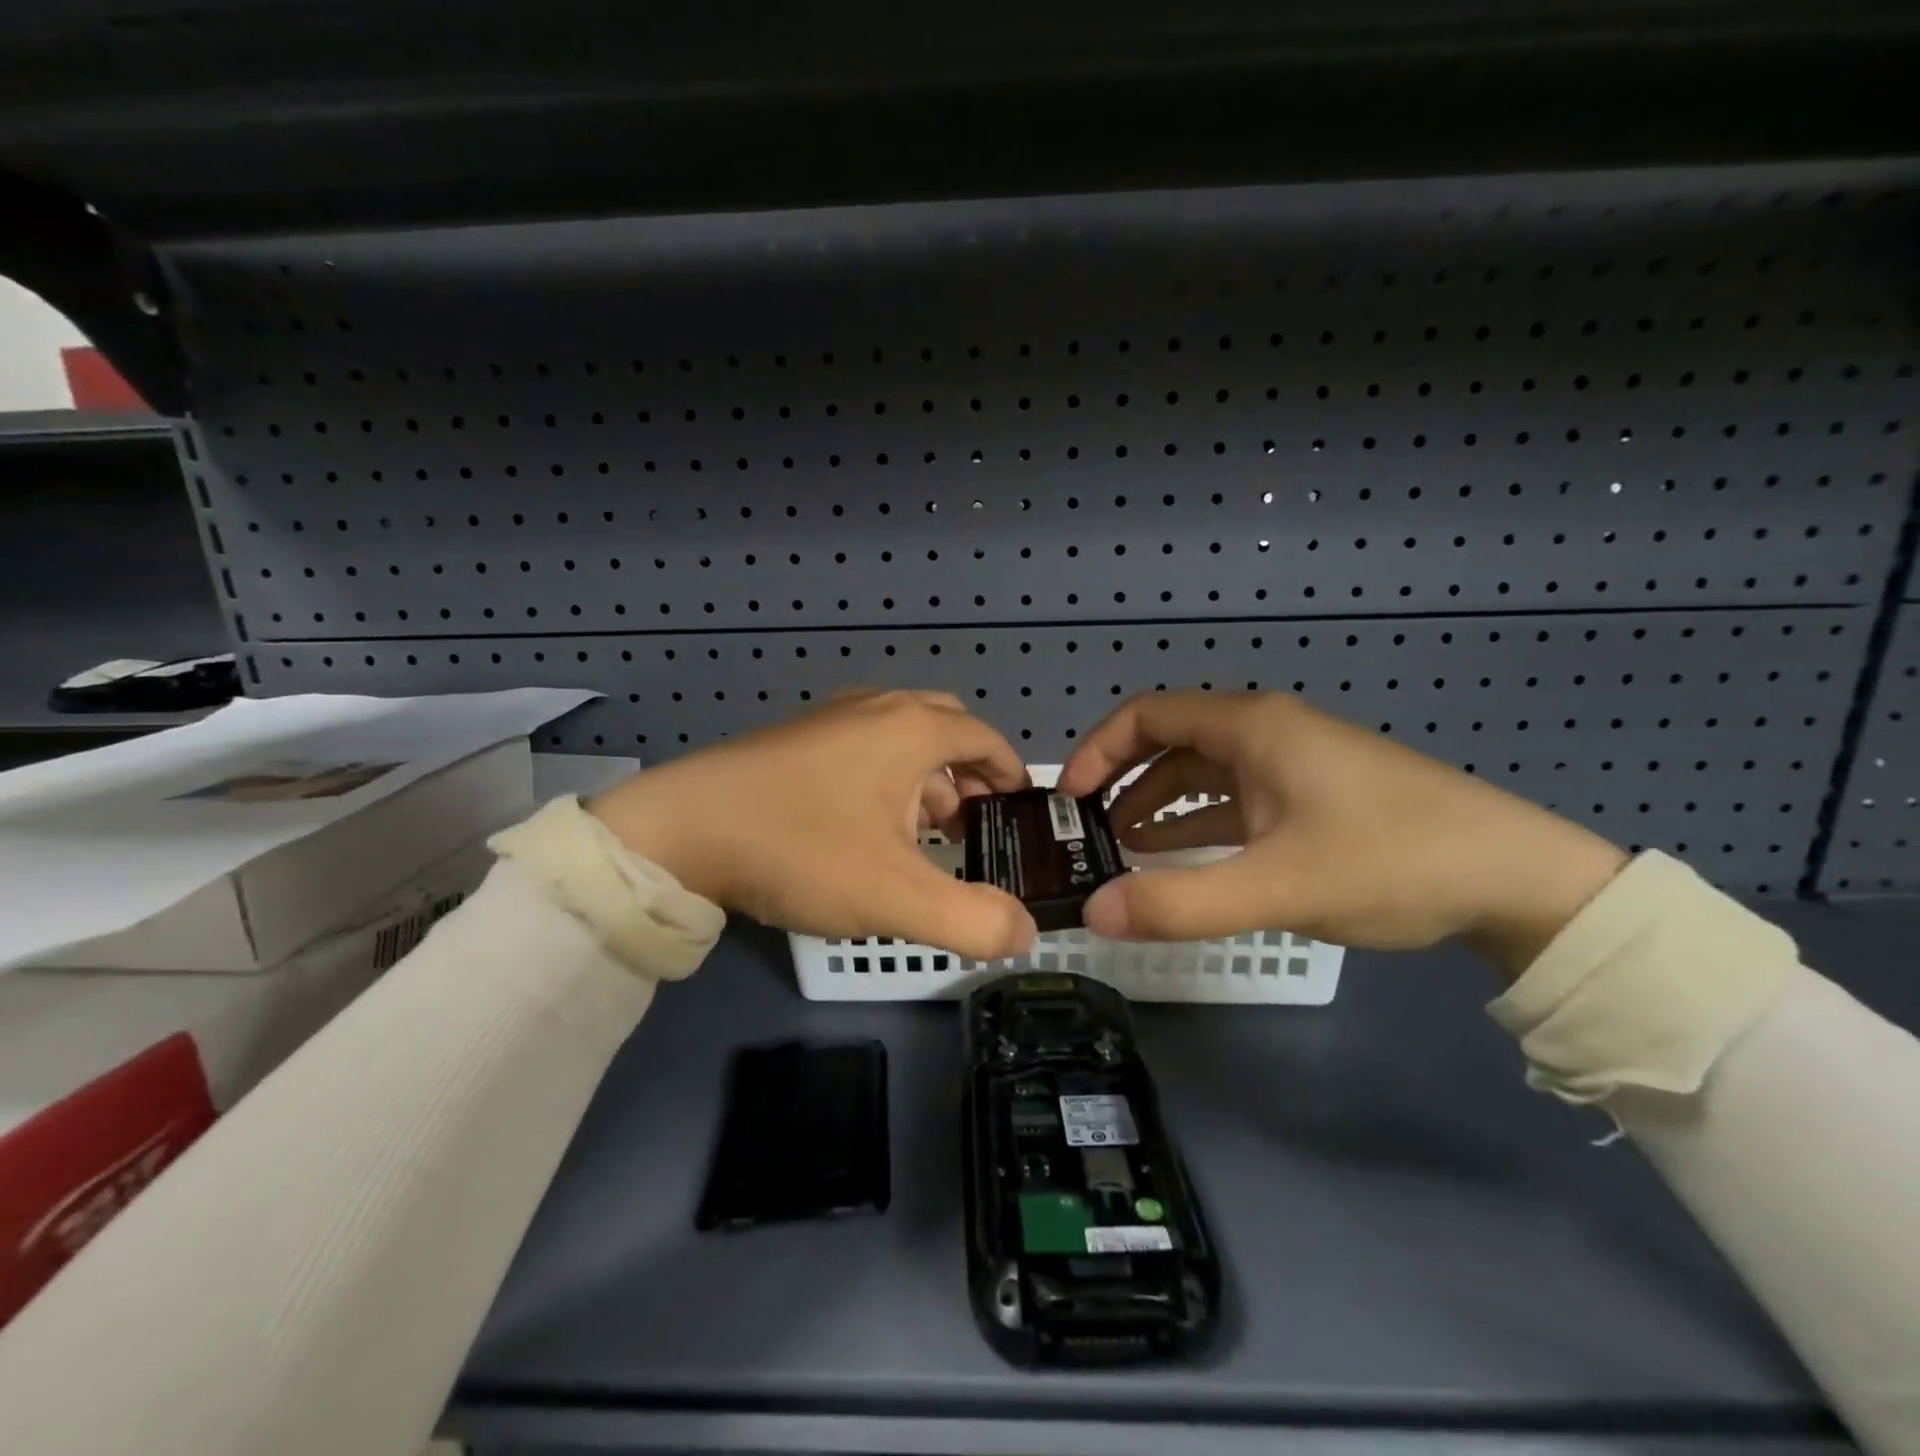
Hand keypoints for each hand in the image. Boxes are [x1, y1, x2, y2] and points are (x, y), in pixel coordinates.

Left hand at [588, 690, 1038, 960]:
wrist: (681, 830)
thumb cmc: (801, 850)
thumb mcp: (896, 898)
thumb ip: (972, 921)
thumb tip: (1025, 934)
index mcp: (910, 729)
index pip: (984, 737)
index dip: (1010, 771)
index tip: (1020, 809)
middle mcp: (876, 708)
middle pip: (946, 725)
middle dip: (970, 770)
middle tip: (974, 820)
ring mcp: (831, 717)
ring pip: (902, 734)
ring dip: (927, 774)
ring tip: (925, 828)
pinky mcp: (796, 736)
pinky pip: (864, 743)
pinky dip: (887, 771)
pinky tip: (868, 819)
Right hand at [1056, 691, 1628, 977]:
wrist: (1519, 878)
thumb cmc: (1391, 861)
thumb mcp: (1277, 887)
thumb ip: (1180, 903)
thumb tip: (1093, 913)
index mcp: (1251, 728)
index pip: (1146, 715)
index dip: (1097, 750)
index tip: (1068, 798)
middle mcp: (1265, 732)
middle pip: (1169, 739)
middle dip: (1120, 779)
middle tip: (1086, 827)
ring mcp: (1292, 763)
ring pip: (1202, 771)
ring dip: (1157, 802)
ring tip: (1120, 846)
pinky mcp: (1312, 794)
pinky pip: (1235, 797)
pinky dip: (1198, 820)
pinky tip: (1179, 855)